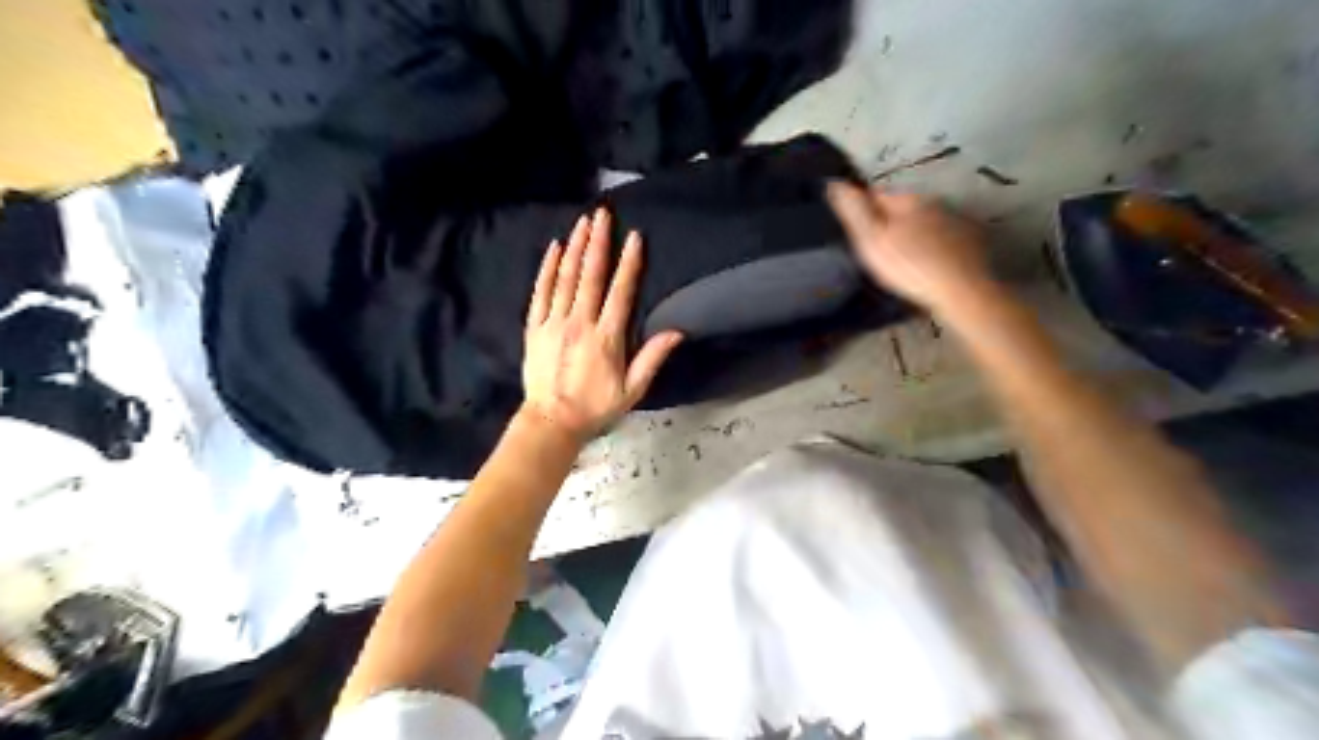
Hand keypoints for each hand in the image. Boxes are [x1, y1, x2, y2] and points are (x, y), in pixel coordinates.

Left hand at [518, 209, 677, 441]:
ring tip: (583, 221)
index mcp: (606, 338)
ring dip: (576, 247)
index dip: (628, 263)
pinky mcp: (534, 327)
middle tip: (603, 213)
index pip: (620, 292)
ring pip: (565, 277)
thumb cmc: (596, 407)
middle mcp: (579, 323)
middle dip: (598, 242)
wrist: (551, 421)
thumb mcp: (632, 390)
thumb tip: (677, 331)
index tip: (634, 237)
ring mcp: (553, 323)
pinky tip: (555, 248)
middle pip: (590, 275)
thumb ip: (652, 358)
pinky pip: (540, 292)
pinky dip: (547, 268)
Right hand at [828, 181, 994, 314]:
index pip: (877, 194)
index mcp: (906, 200)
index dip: (863, 210)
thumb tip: (834, 182)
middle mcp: (934, 201)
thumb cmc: (909, 266)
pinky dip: (938, 245)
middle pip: (904, 206)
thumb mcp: (871, 241)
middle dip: (891, 220)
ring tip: (906, 258)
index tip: (857, 231)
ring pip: (927, 220)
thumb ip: (854, 211)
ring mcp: (957, 219)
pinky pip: (948, 236)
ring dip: (916, 232)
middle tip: (880, 249)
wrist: (961, 290)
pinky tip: (933, 264)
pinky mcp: (974, 238)